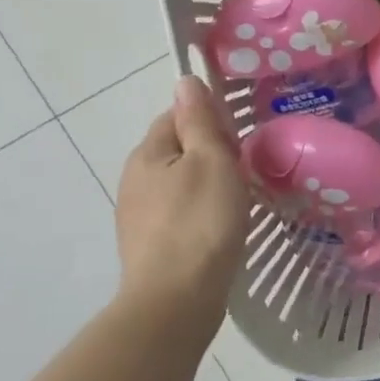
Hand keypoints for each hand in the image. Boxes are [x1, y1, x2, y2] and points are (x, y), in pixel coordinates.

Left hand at [114, 77, 248, 342]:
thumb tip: (185, 80)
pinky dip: (199, 212)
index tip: (239, 137)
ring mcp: (138, 215)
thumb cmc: (200, 222)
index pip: (176, 116)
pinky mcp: (150, 245)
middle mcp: (135, 179)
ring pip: (179, 183)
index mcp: (148, 153)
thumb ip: (199, 120)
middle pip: (177, 150)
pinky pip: (179, 212)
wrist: (176, 300)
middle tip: (245, 168)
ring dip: (206, 184)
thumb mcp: (211, 161)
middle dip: (209, 152)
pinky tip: (220, 227)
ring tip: (239, 198)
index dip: (208, 119)